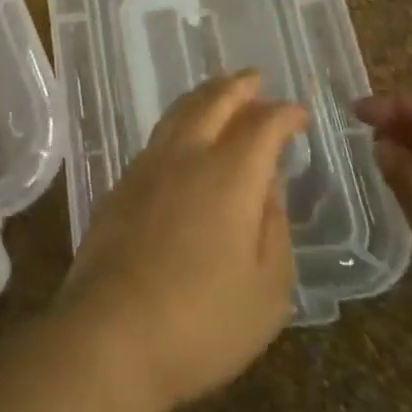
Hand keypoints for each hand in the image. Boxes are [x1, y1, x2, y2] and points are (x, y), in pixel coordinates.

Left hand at [54, 71, 307, 411]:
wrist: (112, 332)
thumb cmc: (203, 322)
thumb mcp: (268, 290)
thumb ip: (274, 228)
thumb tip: (269, 186)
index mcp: (229, 175)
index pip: (261, 126)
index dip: (283, 114)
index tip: (299, 114)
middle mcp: (186, 156)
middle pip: (213, 102)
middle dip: (238, 87)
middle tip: (256, 78)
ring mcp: (147, 166)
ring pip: (179, 112)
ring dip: (205, 96)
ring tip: (220, 93)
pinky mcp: (122, 183)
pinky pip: (158, 135)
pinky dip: (180, 120)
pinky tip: (185, 135)